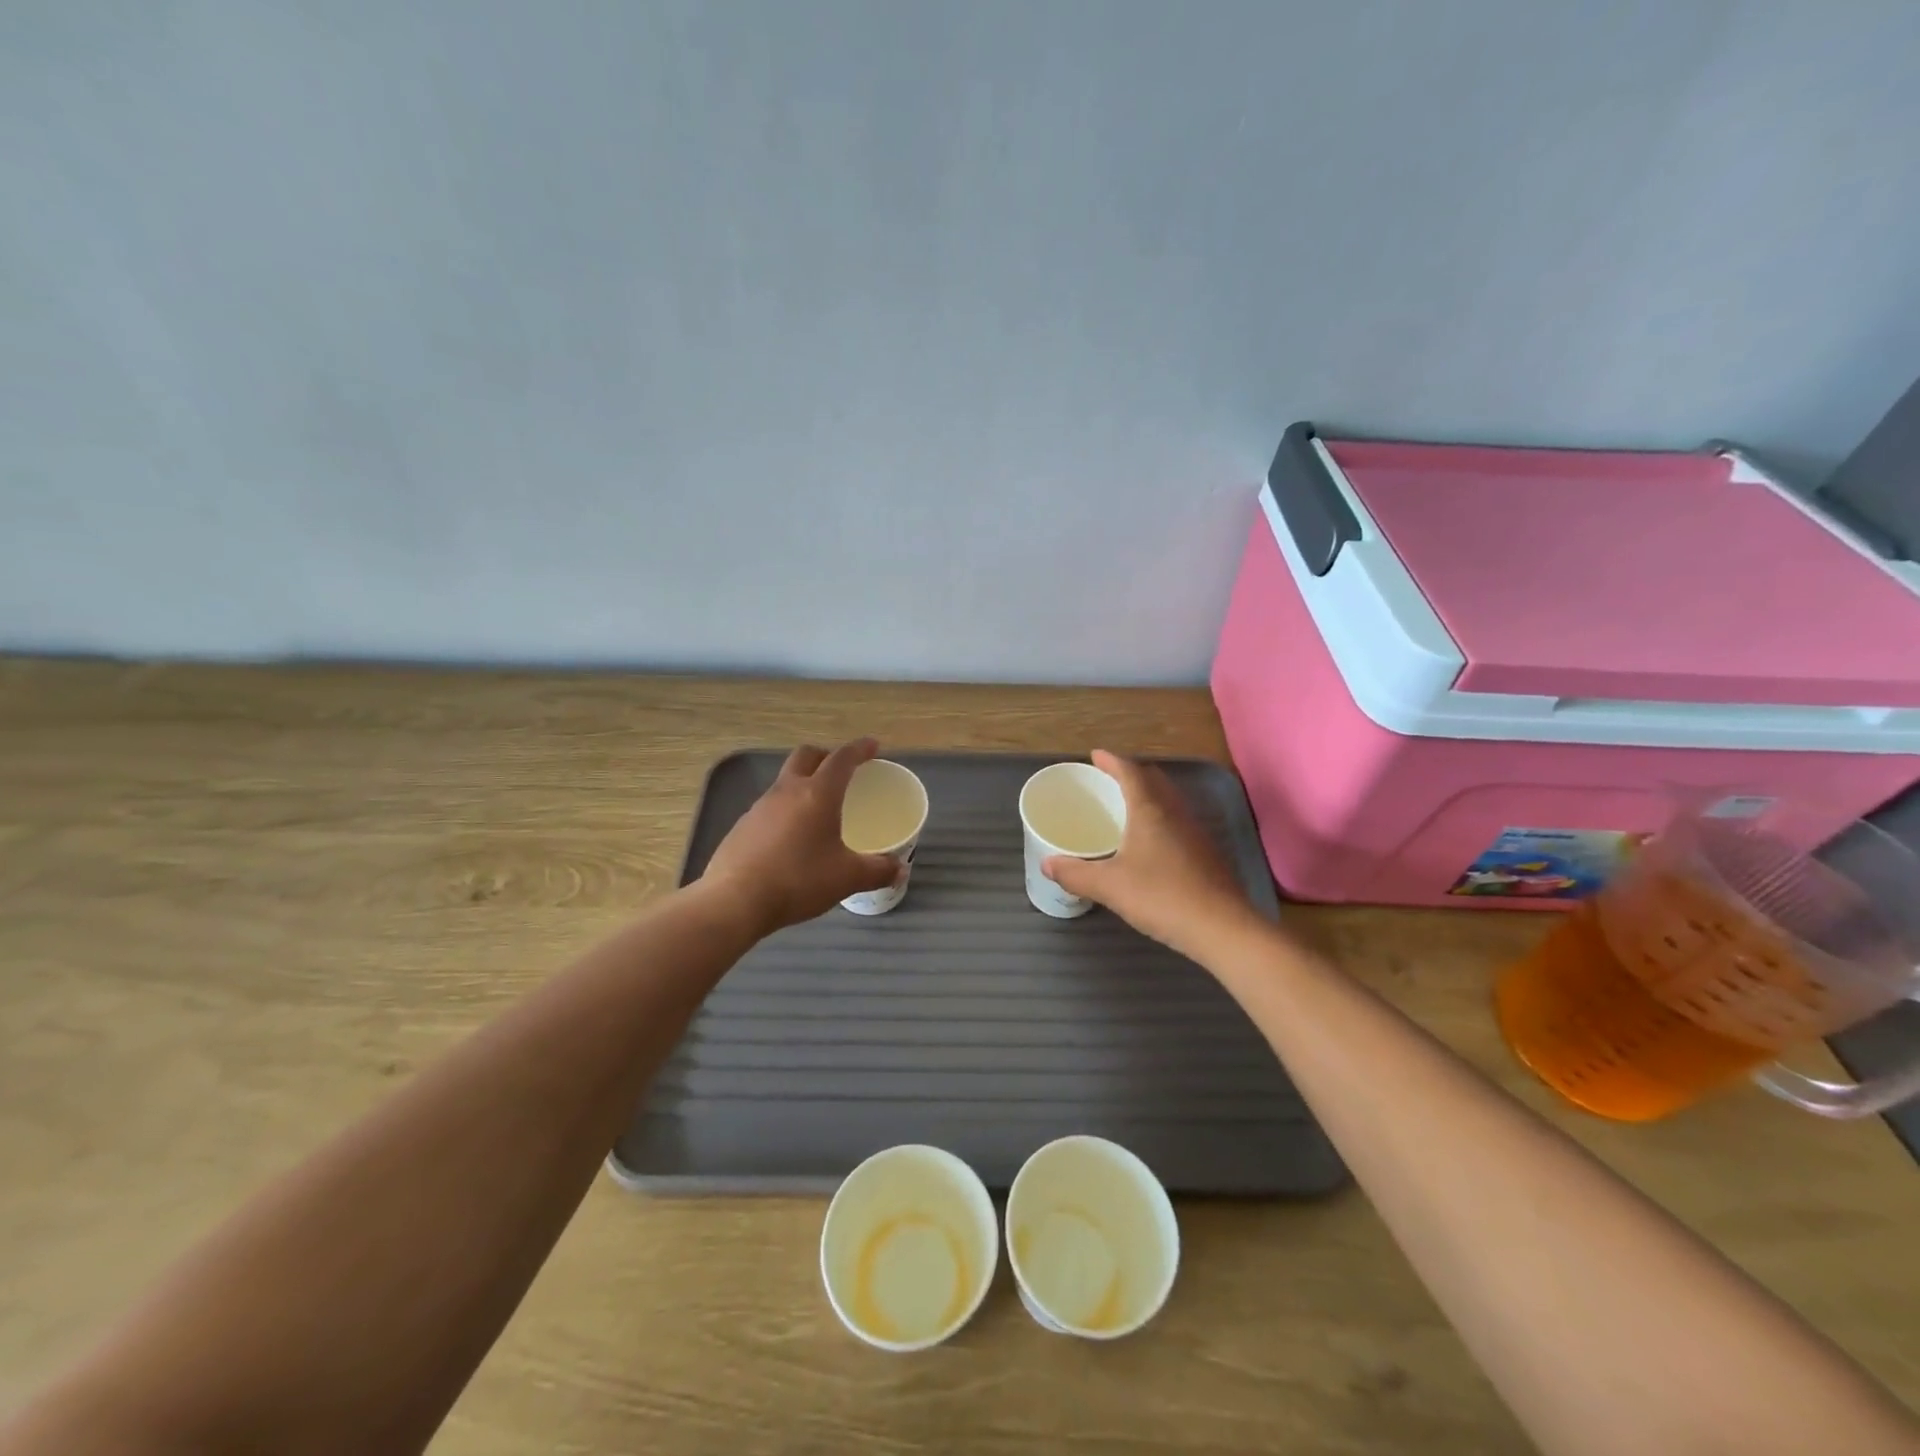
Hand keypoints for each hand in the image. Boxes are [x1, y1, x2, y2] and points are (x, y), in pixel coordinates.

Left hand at [701, 739, 899, 936]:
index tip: (872, 746)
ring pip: (785, 780)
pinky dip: (786, 810)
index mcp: (818, 794)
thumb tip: (900, 869)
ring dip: (803, 783)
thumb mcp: (846, 878)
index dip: (859, 749)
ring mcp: (760, 807)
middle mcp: (787, 791)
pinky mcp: (742, 826)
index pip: (842, 759)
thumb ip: (877, 871)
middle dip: (826, 756)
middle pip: (806, 756)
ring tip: (818, 808)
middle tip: (842, 771)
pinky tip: (792, 837)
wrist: (734, 901)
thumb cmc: (799, 880)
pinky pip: (770, 806)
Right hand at [1042, 750, 1259, 960]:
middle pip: (1153, 780)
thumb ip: (1076, 874)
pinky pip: (1177, 820)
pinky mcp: (1206, 853)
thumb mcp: (1110, 886)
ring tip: (1126, 805)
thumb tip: (1047, 864)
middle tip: (1108, 778)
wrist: (1222, 928)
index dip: (1111, 761)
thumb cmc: (1162, 897)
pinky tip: (1150, 841)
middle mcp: (1175, 812)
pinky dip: (1159, 816)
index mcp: (1150, 810)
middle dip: (1130, 773)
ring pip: (1169, 800)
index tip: (1095, 755)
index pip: (1130, 772)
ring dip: (1147, 794)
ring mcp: (1195, 832)